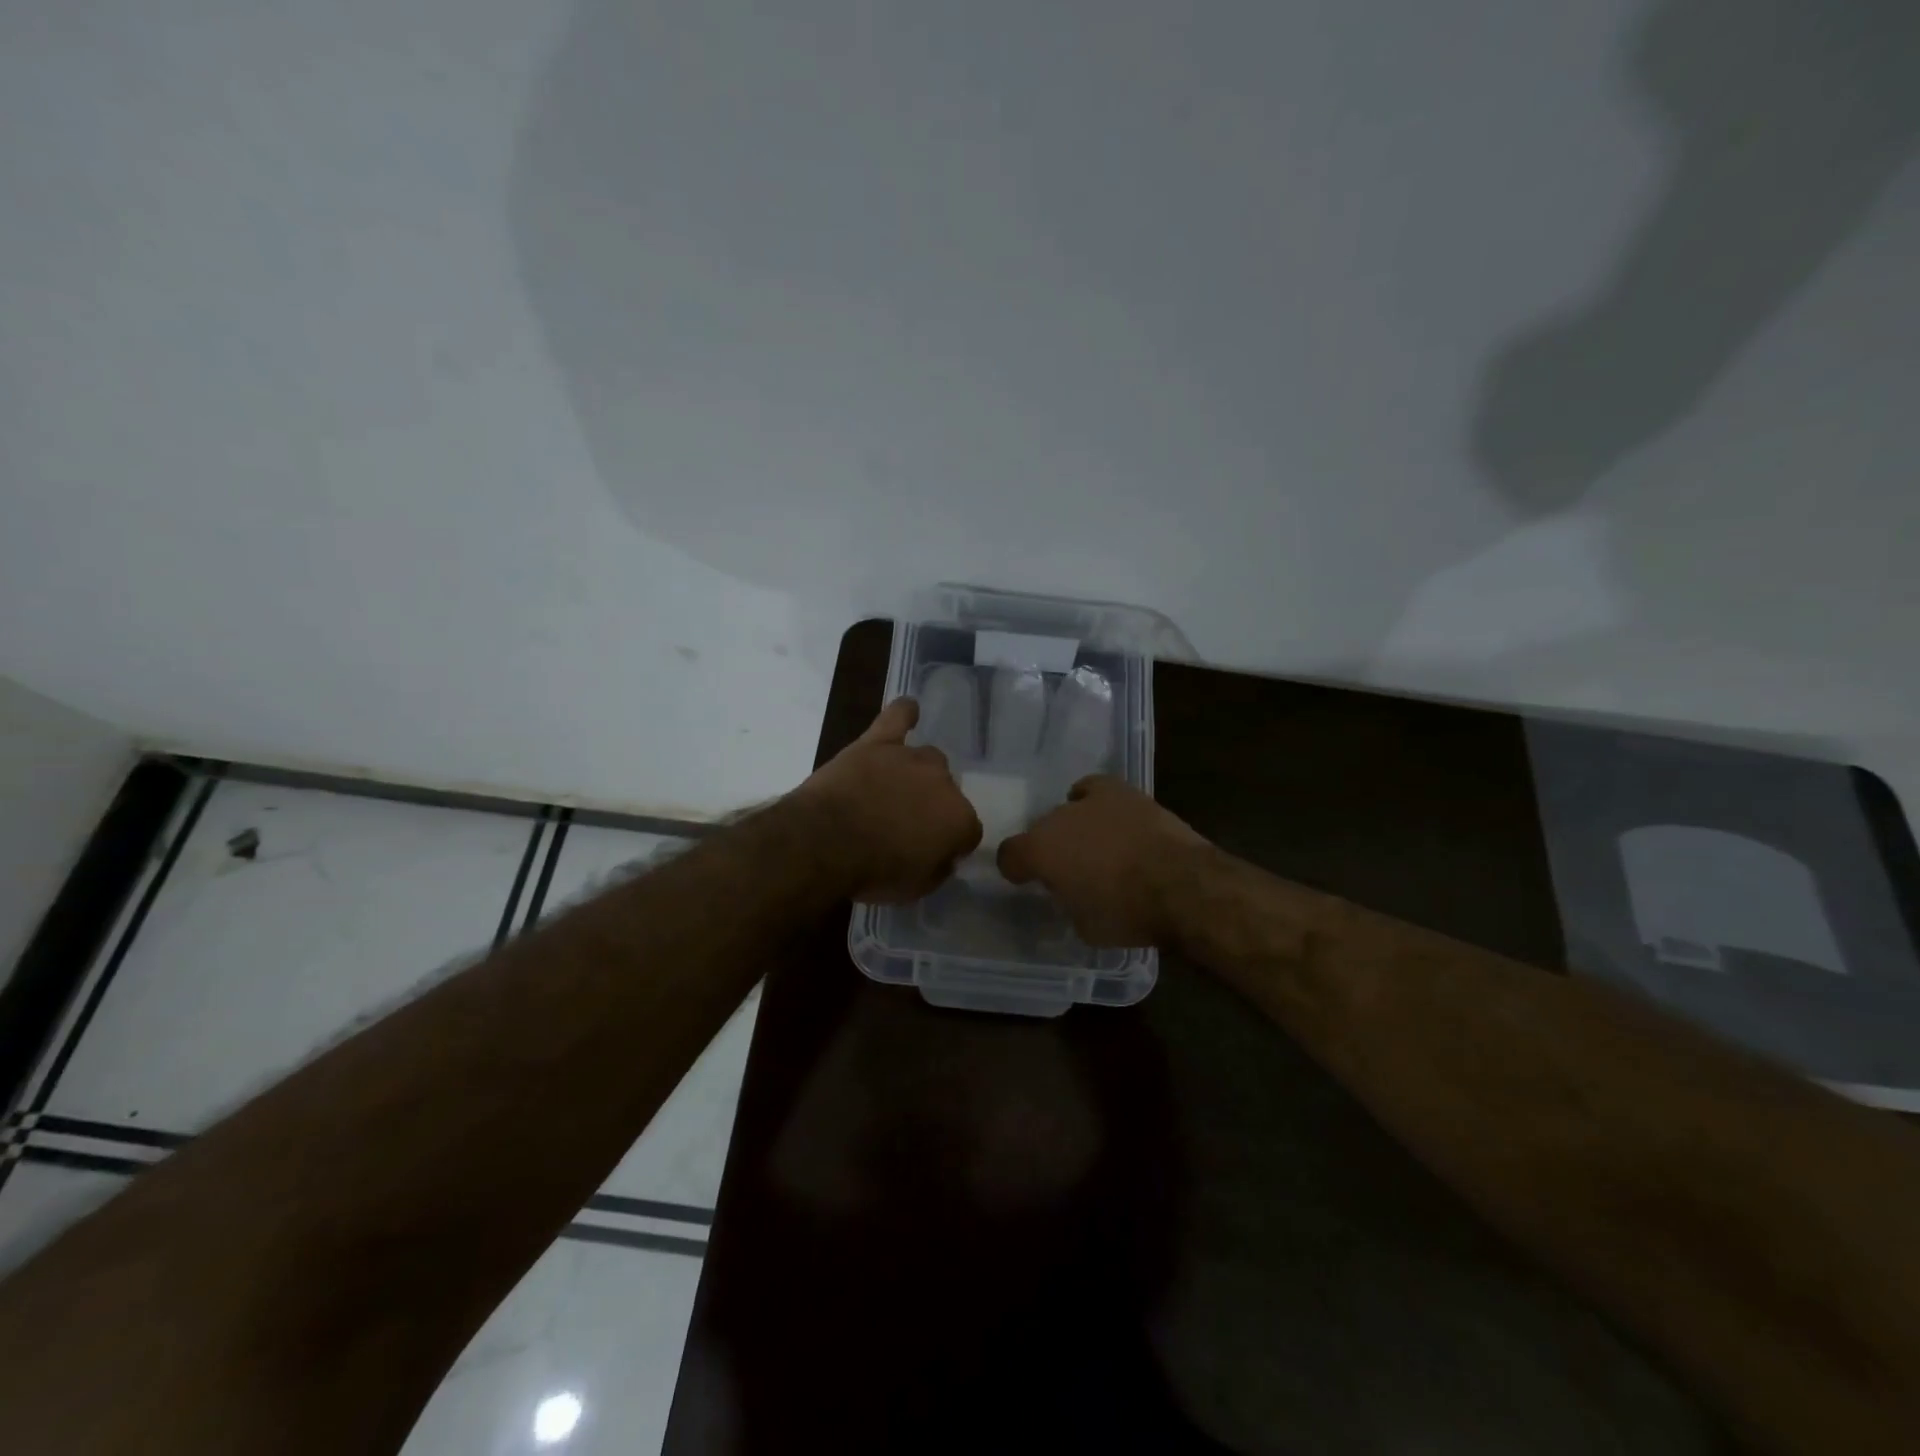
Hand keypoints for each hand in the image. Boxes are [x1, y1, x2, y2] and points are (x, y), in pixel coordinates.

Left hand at [794, 698, 982, 901]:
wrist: (826, 842)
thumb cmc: (874, 872)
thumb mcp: (916, 887)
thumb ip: (938, 867)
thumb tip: (943, 856)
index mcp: (959, 819)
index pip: (967, 831)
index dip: (950, 844)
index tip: (932, 854)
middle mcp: (943, 782)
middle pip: (948, 792)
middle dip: (932, 808)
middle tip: (905, 826)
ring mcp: (909, 758)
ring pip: (927, 759)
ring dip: (916, 775)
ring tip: (895, 790)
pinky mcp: (877, 743)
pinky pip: (897, 717)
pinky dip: (904, 713)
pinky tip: (910, 709)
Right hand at [997, 776, 1207, 945]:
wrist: (1182, 885)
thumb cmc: (1127, 914)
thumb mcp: (1085, 926)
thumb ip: (1068, 901)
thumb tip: (1072, 891)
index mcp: (1040, 852)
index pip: (1009, 856)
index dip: (1017, 870)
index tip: (1027, 881)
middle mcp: (1056, 819)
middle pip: (1041, 830)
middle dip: (1051, 849)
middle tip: (1070, 871)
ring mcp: (1090, 801)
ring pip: (1068, 811)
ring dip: (1075, 828)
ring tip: (1095, 847)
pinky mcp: (1122, 792)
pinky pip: (1095, 789)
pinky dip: (1094, 800)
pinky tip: (1104, 814)